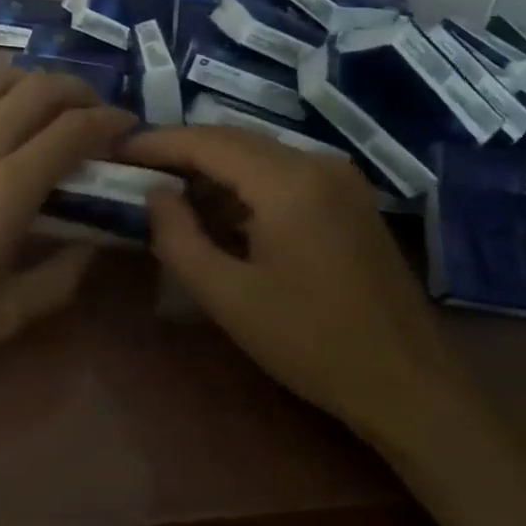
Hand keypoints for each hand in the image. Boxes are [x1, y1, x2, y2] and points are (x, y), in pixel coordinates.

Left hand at [0, 65, 135, 382]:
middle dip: (80, 91)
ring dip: (33, 80)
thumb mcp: (5, 315)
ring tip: (48, 105)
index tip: (128, 128)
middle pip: (39, 87)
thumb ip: (62, 278)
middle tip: (97, 113)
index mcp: (5, 188)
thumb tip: (96, 245)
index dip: (109, 121)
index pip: (71, 130)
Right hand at [126, 127, 464, 444]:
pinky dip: (242, 185)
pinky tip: (218, 213)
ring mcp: (339, 178)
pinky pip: (281, 173)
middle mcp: (317, 163)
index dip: (157, 142)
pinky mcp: (348, 198)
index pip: (207, 141)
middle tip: (133, 168)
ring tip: (166, 192)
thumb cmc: (310, 343)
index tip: (116, 149)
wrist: (409, 385)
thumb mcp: (227, 296)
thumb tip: (155, 195)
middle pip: (232, 140)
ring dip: (211, 170)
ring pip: (257, 155)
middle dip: (180, 151)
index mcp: (289, 182)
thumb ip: (178, 238)